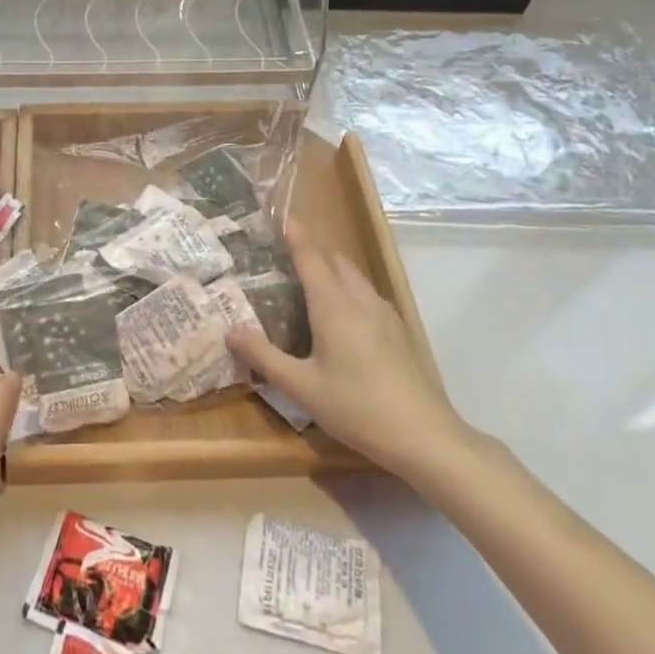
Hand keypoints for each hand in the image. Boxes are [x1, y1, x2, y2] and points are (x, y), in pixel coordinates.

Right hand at [227, 227, 474, 483]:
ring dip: (333, 269)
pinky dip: (349, 288)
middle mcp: (359, 299)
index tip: (281, 217)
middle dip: (312, 250)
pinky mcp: (399, 331)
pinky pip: (368, 294)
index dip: (295, 235)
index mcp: (333, 305)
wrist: (424, 436)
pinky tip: (343, 315)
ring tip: (311, 281)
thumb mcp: (301, 387)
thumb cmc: (356, 407)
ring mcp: (384, 314)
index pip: (310, 257)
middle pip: (335, 260)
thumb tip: (230, 331)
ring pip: (354, 276)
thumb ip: (263, 357)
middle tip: (286, 254)